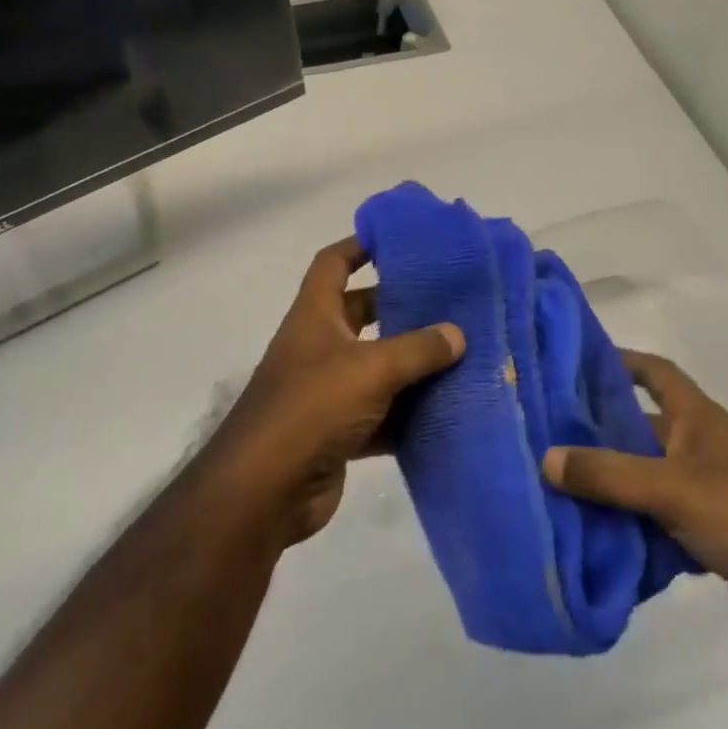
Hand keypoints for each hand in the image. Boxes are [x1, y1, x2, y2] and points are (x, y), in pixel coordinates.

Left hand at [205, 239, 462, 545]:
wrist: (266, 489)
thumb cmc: (312, 407)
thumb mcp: (370, 369)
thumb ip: (417, 349)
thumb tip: (458, 332)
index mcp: (314, 315)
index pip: (334, 263)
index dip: (360, 245)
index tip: (400, 239)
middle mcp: (319, 346)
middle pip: (363, 314)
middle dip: (401, 307)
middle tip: (449, 302)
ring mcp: (327, 390)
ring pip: (376, 366)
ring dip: (411, 364)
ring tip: (461, 354)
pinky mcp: (339, 431)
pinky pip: (381, 413)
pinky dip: (408, 413)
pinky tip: (448, 411)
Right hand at [544, 351, 727, 675]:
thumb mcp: (675, 488)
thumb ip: (609, 474)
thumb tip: (544, 458)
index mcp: (698, 419)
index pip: (654, 372)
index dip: (618, 359)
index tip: (569, 361)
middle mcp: (698, 449)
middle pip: (636, 430)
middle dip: (594, 434)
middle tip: (539, 435)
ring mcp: (704, 495)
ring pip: (641, 481)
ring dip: (605, 487)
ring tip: (550, 488)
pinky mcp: (708, 539)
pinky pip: (653, 524)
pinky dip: (626, 530)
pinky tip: (588, 538)